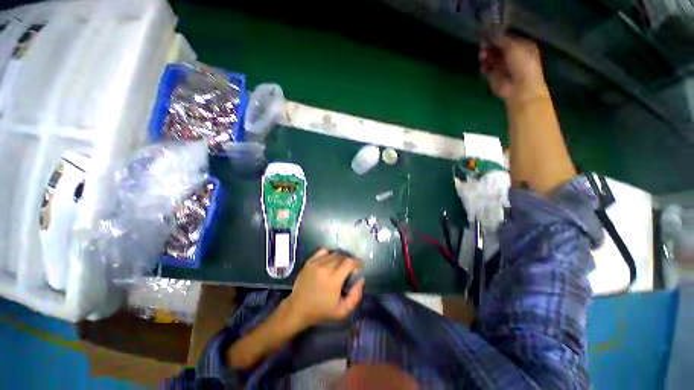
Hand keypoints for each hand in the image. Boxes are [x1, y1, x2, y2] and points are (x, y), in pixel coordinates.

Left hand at [285, 248, 364, 328]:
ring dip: (340, 258)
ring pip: (334, 254)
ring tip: (340, 266)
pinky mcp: (309, 261)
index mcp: (334, 279)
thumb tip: (361, 279)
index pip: (349, 262)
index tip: (360, 267)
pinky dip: (329, 254)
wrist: (298, 308)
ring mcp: (316, 263)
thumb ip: (355, 296)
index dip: (357, 262)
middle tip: (350, 269)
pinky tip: (330, 261)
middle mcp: (325, 267)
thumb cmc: (321, 311)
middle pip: (342, 257)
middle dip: (349, 262)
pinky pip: (323, 251)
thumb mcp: (342, 311)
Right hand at [480, 35, 548, 103]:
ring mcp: (503, 66)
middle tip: (483, 45)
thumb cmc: (522, 64)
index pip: (507, 38)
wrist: (519, 88)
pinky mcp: (494, 76)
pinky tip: (483, 66)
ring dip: (485, 55)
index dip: (497, 35)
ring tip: (482, 56)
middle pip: (497, 47)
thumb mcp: (513, 46)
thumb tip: (491, 33)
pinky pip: (487, 68)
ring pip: (491, 57)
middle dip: (489, 45)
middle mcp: (512, 55)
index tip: (487, 34)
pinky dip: (484, 66)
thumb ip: (502, 39)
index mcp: (521, 45)